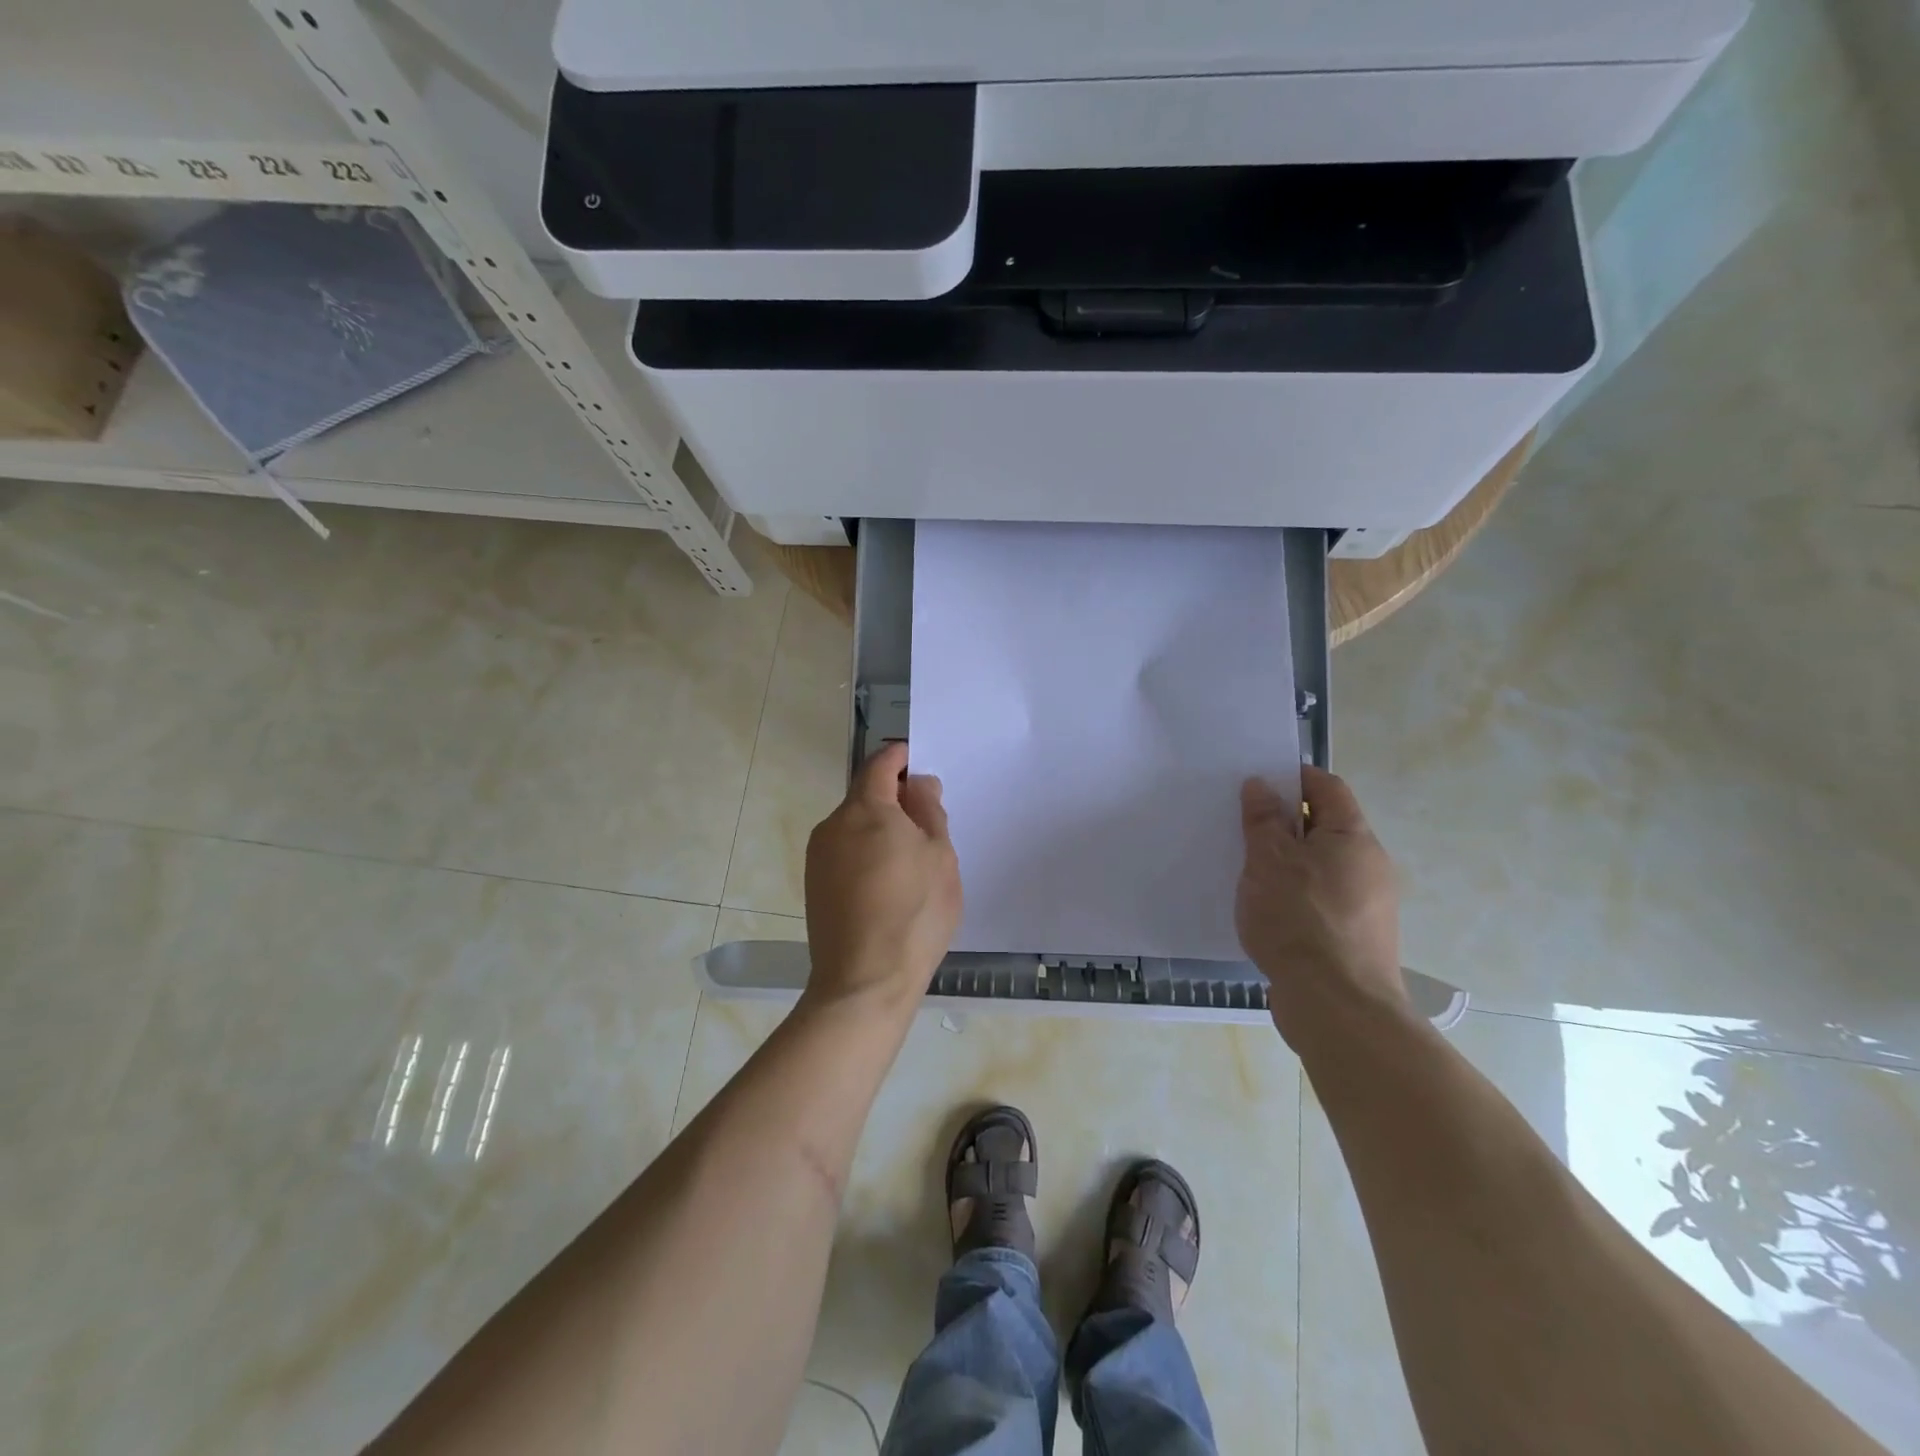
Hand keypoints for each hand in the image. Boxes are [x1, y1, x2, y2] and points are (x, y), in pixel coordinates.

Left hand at [803, 742, 962, 1016]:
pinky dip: (866, 854)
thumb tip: (918, 784)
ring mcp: (818, 857)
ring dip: (880, 829)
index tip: (918, 762)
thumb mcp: (941, 857)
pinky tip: (888, 884)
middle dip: (894, 799)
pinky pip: (844, 853)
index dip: (900, 758)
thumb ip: (929, 811)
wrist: (864, 981)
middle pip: (865, 796)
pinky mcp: (813, 885)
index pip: (879, 765)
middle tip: (927, 822)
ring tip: (912, 860)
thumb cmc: (915, 913)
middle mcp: (833, 825)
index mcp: (866, 809)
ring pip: (854, 827)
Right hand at [1237, 766, 1405, 1045]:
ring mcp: (1364, 904)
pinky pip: (1318, 898)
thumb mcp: (1269, 860)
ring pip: (1319, 865)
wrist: (1336, 1006)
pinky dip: (1292, 892)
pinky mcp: (1352, 937)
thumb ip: (1263, 820)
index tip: (1254, 782)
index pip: (1327, 787)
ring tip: (1243, 866)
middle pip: (1324, 826)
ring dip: (1285, 860)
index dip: (1292, 777)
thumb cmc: (1299, 920)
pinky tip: (1263, 907)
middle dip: (1283, 821)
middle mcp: (1368, 865)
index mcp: (1353, 838)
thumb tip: (1261, 784)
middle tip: (1240, 823)